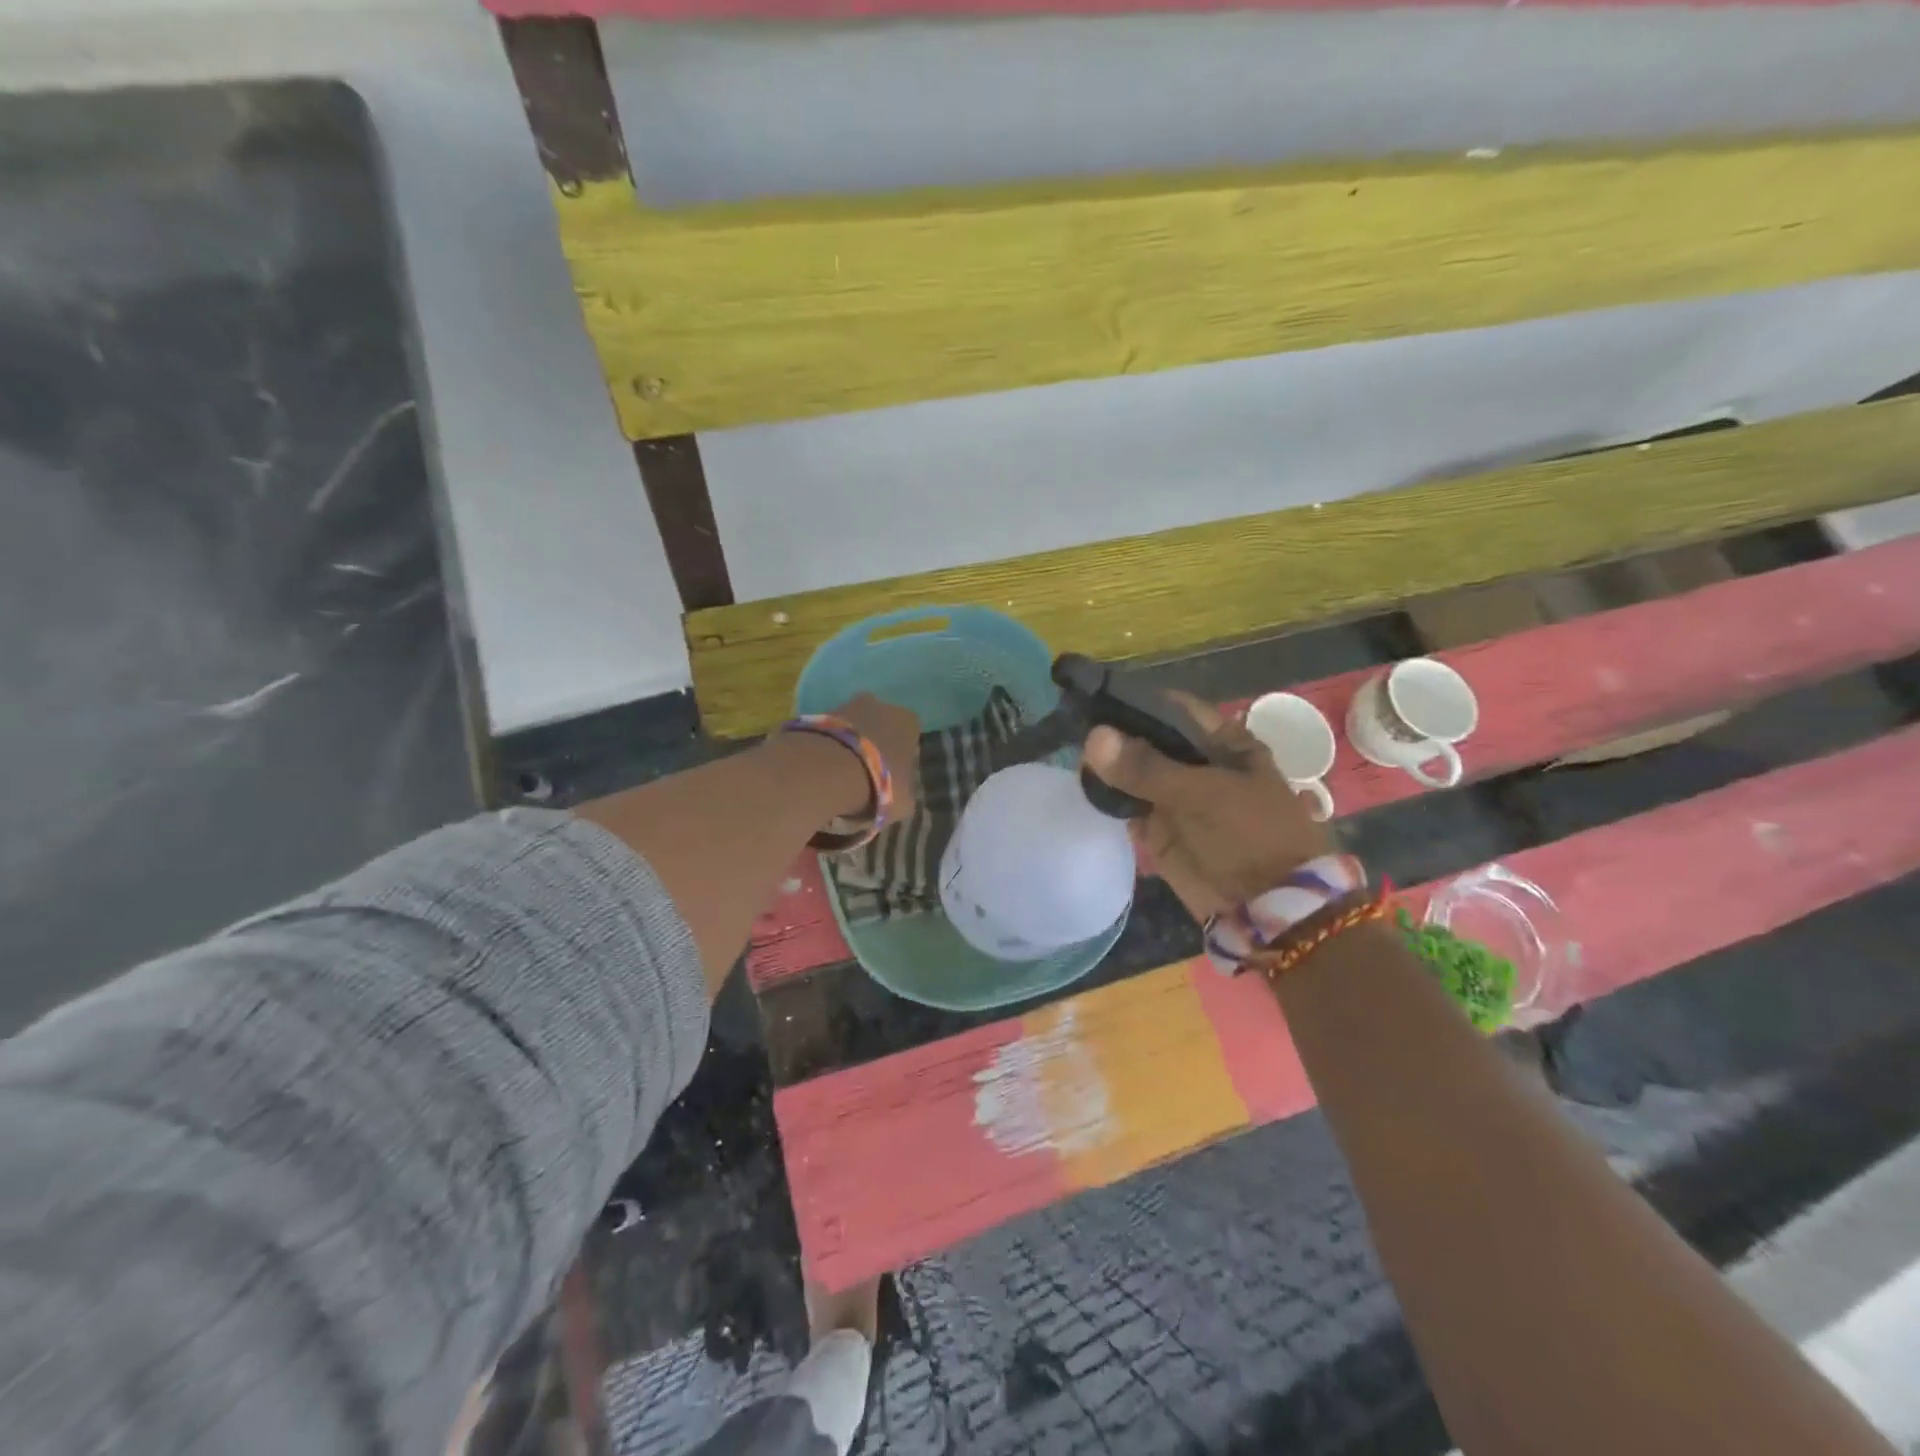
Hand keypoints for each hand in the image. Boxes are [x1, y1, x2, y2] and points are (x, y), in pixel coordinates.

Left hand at [830, 693, 919, 824]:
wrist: (826, 770)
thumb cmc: (877, 784)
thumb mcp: (903, 801)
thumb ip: (905, 792)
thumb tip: (901, 793)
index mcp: (909, 722)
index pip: (909, 740)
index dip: (900, 762)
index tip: (890, 782)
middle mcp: (881, 706)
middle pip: (880, 729)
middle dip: (873, 749)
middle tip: (864, 779)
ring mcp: (846, 705)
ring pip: (852, 729)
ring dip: (848, 748)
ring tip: (838, 779)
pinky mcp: (816, 714)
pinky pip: (828, 734)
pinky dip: (827, 748)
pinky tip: (821, 771)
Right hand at [1083, 692, 1331, 919]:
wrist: (1268, 907)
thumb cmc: (1250, 835)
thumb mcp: (1201, 793)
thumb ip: (1146, 767)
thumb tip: (1093, 737)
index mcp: (1223, 743)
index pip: (1174, 709)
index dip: (1138, 702)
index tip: (1098, 700)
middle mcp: (1198, 765)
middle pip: (1149, 740)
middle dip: (1116, 737)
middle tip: (1077, 730)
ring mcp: (1177, 799)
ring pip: (1134, 774)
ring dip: (1109, 768)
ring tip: (1076, 759)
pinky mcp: (1160, 830)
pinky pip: (1128, 806)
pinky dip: (1108, 798)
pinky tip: (1085, 787)